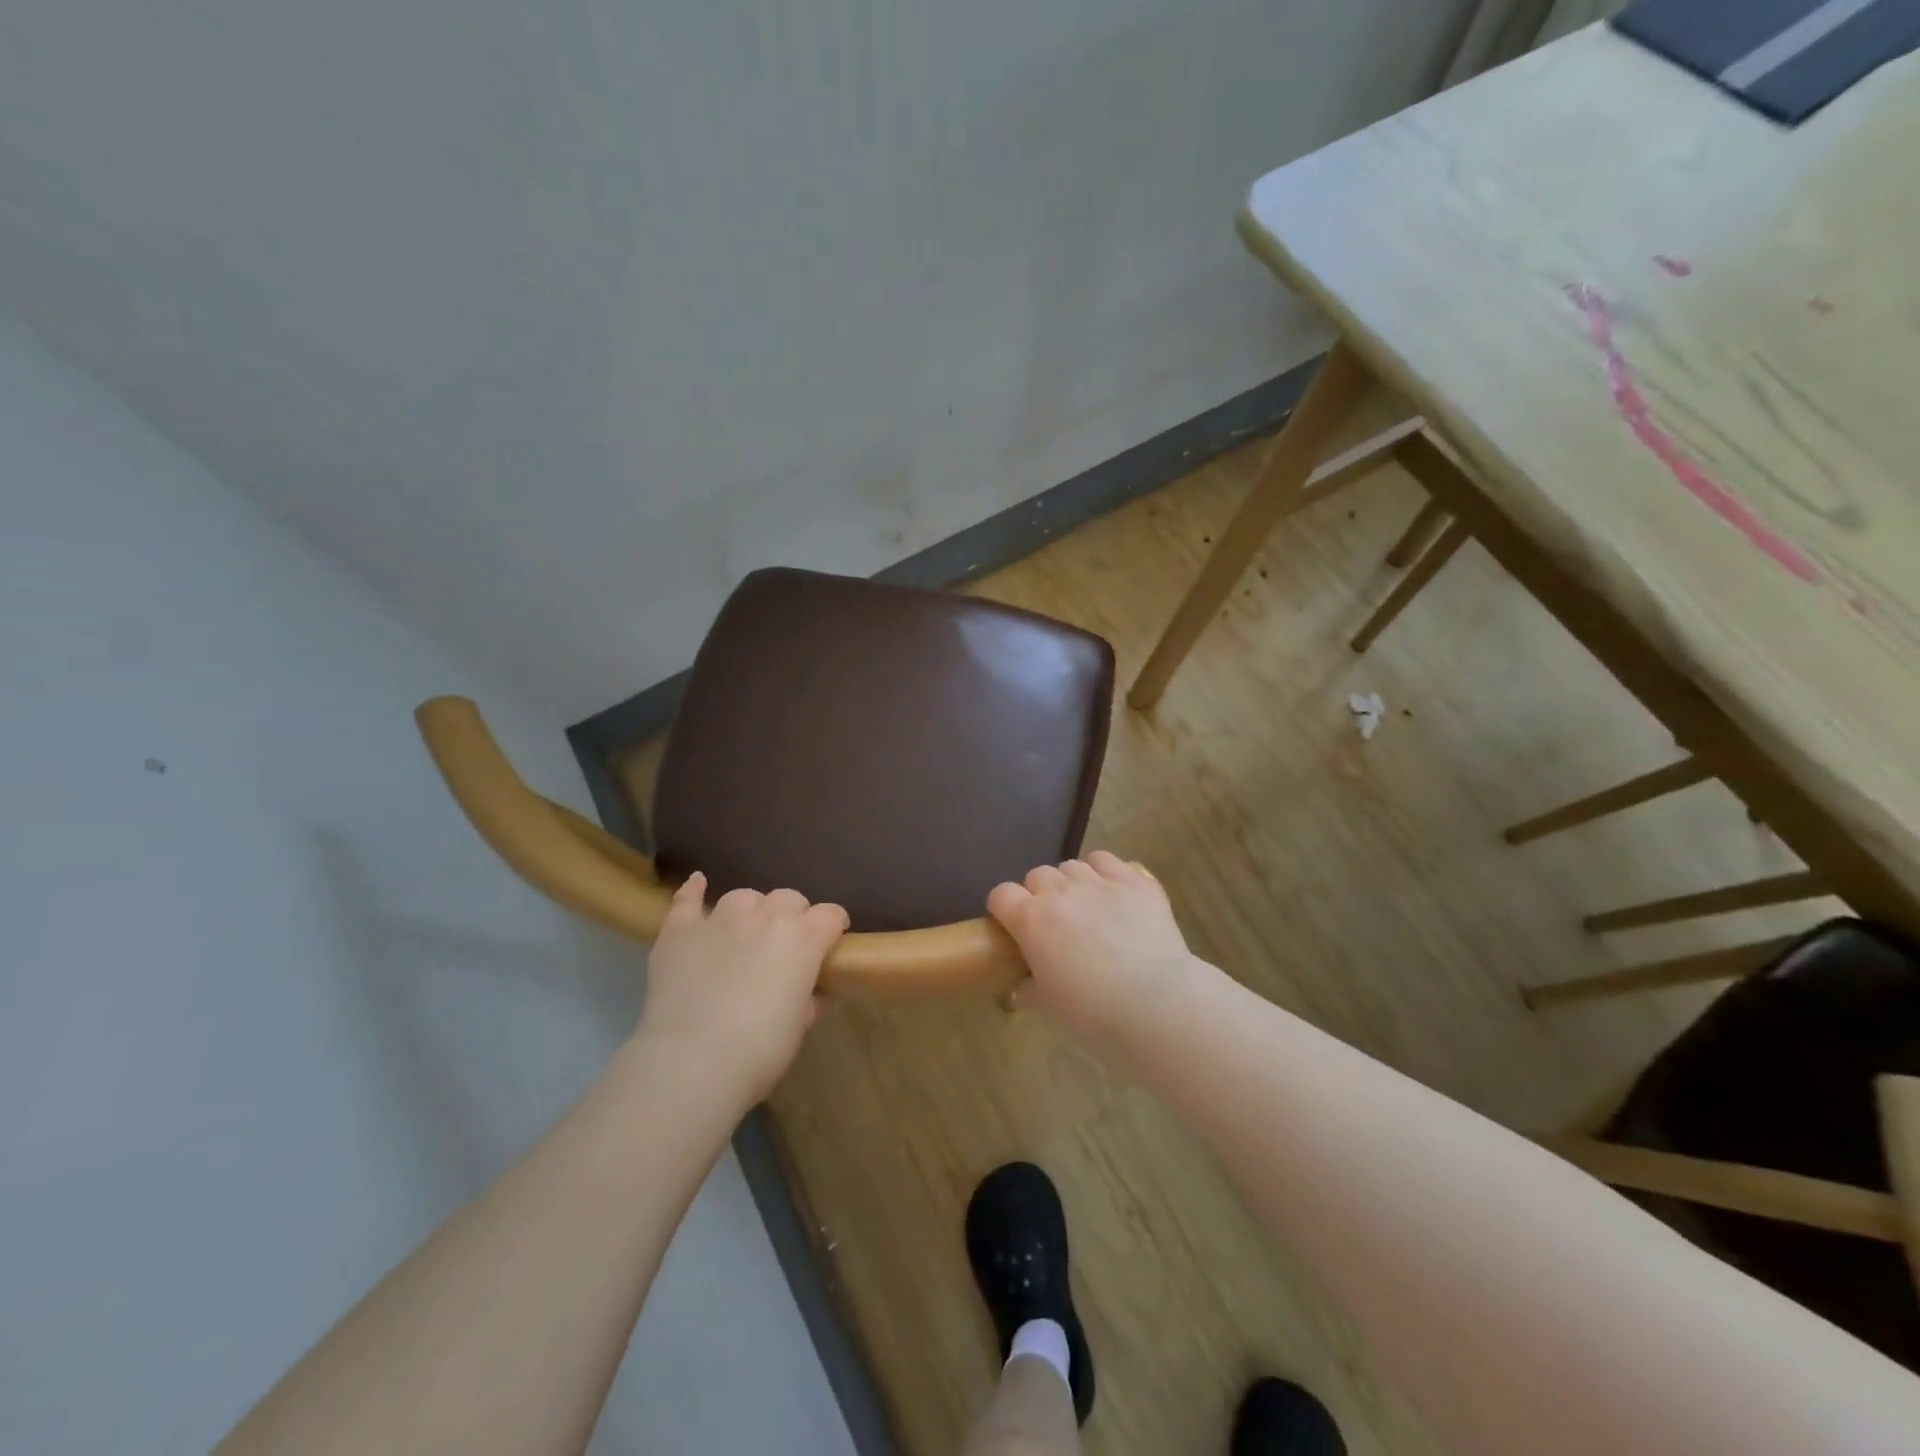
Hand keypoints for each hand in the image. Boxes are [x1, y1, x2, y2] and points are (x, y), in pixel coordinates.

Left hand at [636, 873, 848, 1106]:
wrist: (692, 1062)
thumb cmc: (760, 1050)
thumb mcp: (800, 1027)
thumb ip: (812, 1000)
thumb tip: (820, 993)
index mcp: (802, 939)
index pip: (830, 915)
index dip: (833, 927)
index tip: (831, 944)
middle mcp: (765, 918)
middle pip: (789, 898)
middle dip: (793, 916)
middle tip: (786, 946)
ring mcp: (720, 920)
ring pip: (744, 897)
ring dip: (751, 910)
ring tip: (746, 931)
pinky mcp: (680, 931)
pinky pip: (688, 899)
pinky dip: (694, 891)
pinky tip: (698, 883)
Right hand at [987, 851, 1196, 1042]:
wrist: (1155, 1003)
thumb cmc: (1094, 1012)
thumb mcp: (1050, 1006)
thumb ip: (1029, 990)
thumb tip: (1020, 988)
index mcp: (1031, 920)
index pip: (1001, 894)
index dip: (1004, 908)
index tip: (1012, 927)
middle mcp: (1060, 892)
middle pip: (1037, 875)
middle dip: (1039, 894)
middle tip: (1054, 923)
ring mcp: (1098, 882)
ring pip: (1071, 866)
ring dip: (1071, 882)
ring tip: (1085, 907)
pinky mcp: (1134, 880)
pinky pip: (1107, 860)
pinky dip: (1104, 871)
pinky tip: (1112, 892)